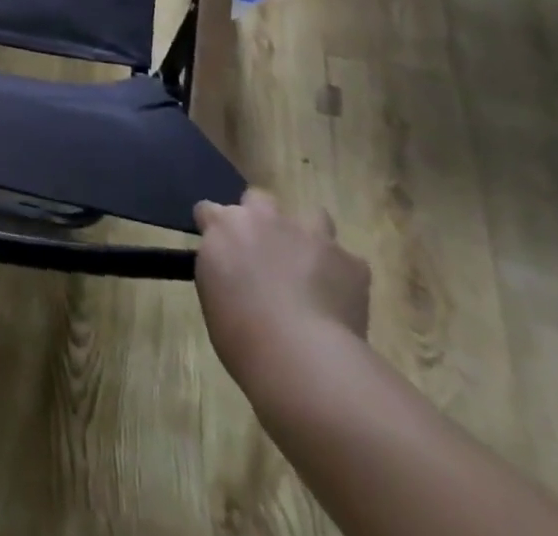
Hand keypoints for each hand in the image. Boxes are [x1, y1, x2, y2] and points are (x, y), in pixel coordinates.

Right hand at [194, 190, 370, 384]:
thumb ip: (221, 268)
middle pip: (258, 200)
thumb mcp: (213, 296)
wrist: (301, 357)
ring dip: (308, 237)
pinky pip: (348, 262)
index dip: (214, 227)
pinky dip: (344, 277)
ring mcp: (309, 234)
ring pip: (312, 216)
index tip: (220, 250)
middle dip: (261, 220)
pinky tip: (341, 302)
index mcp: (224, 226)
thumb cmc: (242, 334)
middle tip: (265, 255)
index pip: (209, 210)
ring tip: (311, 269)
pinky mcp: (349, 261)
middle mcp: (264, 217)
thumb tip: (233, 270)